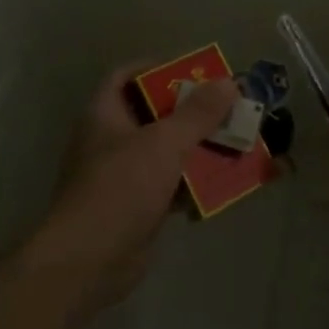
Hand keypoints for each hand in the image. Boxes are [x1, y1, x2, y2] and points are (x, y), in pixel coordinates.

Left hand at [30, 64, 238, 321]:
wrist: (90, 260)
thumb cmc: (121, 188)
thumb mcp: (164, 143)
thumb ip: (197, 114)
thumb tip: (228, 82)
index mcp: (105, 114)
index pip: (126, 76)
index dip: (158, 68)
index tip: (194, 72)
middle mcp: (111, 141)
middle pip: (154, 115)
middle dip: (193, 113)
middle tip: (229, 109)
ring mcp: (123, 176)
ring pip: (167, 152)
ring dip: (200, 149)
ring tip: (238, 144)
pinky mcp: (138, 207)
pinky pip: (172, 185)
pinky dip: (195, 184)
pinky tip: (225, 185)